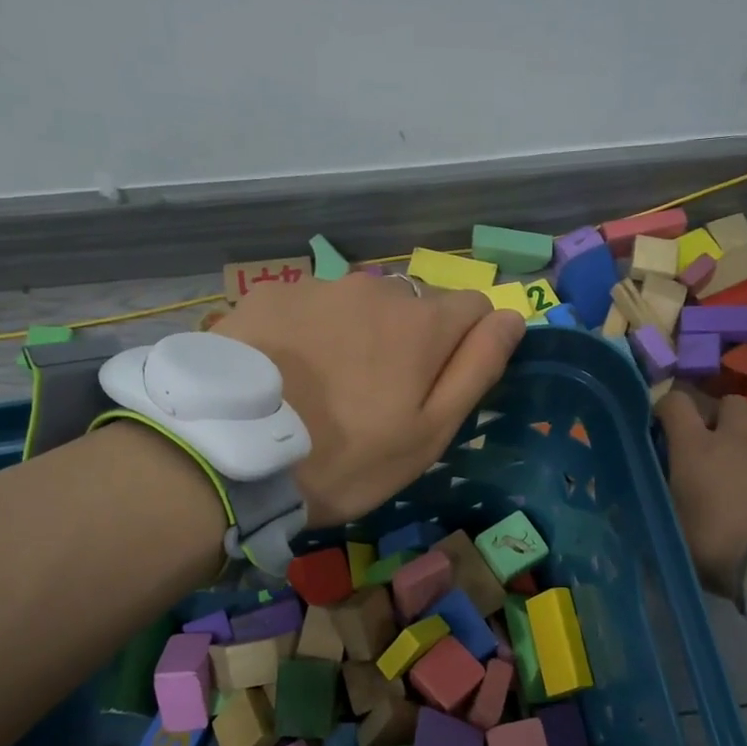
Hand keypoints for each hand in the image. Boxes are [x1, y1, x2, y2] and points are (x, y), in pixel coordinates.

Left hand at [214, 274, 526, 525]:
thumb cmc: (347, 458)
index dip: (466, 346)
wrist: (233, 455)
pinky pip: (313, 305)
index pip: (476, 307)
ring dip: (361, 332)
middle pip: (416, 304)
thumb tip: (513, 317)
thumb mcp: (429, 433)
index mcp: (423, 323)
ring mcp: (320, 287)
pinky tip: (287, 371)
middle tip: (375, 396)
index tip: (437, 387)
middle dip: (410, 339)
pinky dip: (313, 330)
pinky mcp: (272, 294)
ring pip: (363, 303)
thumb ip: (478, 369)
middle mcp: (377, 288)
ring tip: (326, 385)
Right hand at [658, 391, 746, 594]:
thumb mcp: (669, 529)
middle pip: (730, 403)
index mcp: (695, 446)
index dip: (665, 408)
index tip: (658, 426)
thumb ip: (651, 510)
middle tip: (708, 442)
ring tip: (740, 466)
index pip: (676, 402)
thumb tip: (623, 511)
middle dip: (719, 416)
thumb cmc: (712, 540)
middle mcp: (734, 439)